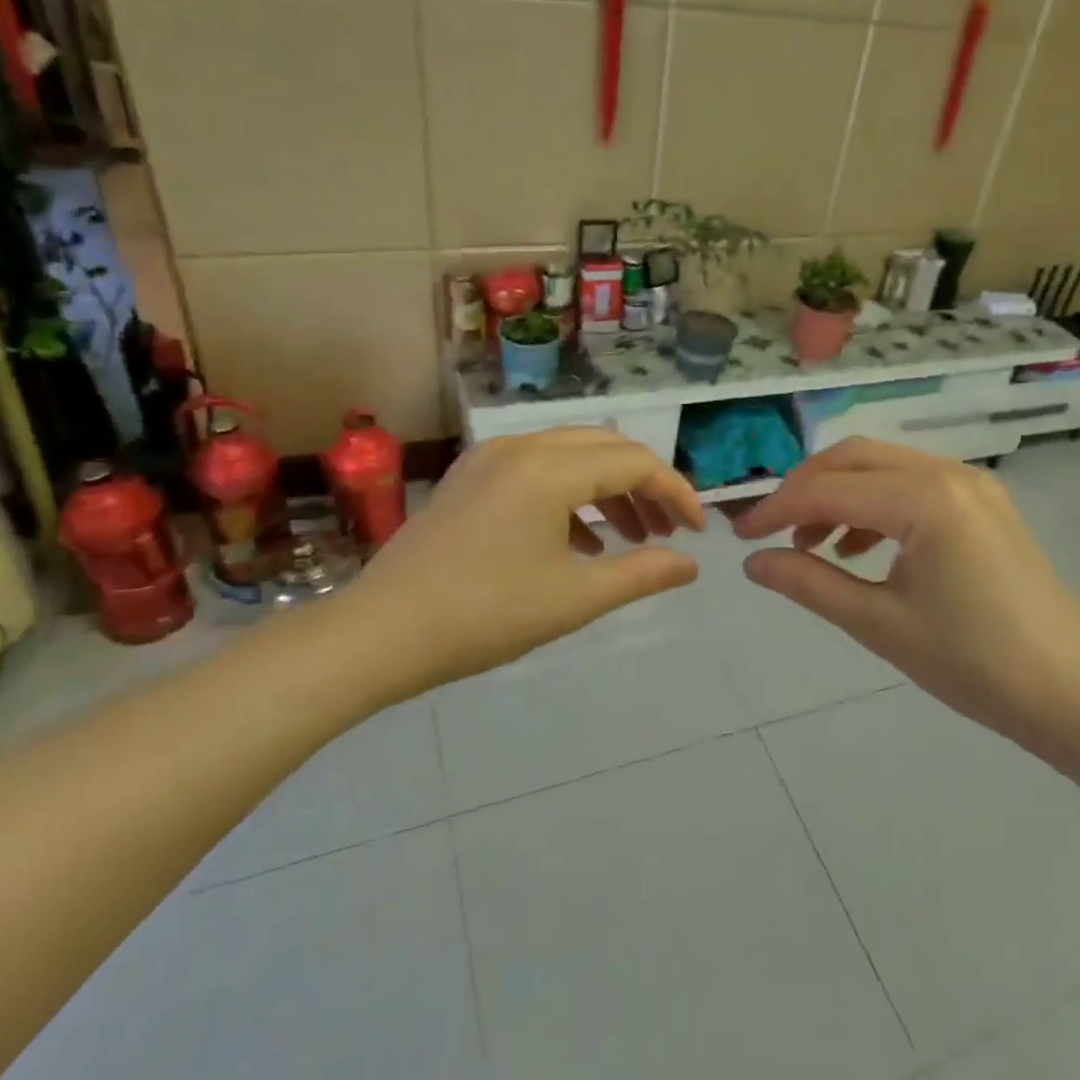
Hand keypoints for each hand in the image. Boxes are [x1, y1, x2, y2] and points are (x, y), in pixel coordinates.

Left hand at [356, 428, 704, 694]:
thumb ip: (641, 573)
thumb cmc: (485, 615)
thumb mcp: (574, 598)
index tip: (698, 532)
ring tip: (633, 538)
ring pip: (571, 457)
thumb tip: (690, 564)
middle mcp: (520, 446)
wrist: (381, 633)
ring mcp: (490, 459)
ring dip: (608, 490)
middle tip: (668, 530)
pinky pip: (538, 470)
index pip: (633, 463)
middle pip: (605, 448)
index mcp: (548, 468)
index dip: (675, 493)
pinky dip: (570, 496)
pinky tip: (581, 543)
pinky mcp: (471, 478)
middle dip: (644, 486)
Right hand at [733, 439, 1079, 762]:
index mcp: (926, 499)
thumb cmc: (975, 665)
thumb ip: (809, 584)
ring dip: (839, 495)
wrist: (1074, 695)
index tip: (738, 536)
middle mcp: (950, 474)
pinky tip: (859, 548)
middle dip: (804, 490)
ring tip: (811, 546)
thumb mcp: (880, 625)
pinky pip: (912, 485)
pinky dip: (874, 505)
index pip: (829, 489)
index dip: (776, 508)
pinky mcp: (983, 503)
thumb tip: (752, 564)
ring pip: (883, 467)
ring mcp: (973, 484)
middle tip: (770, 532)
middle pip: (854, 458)